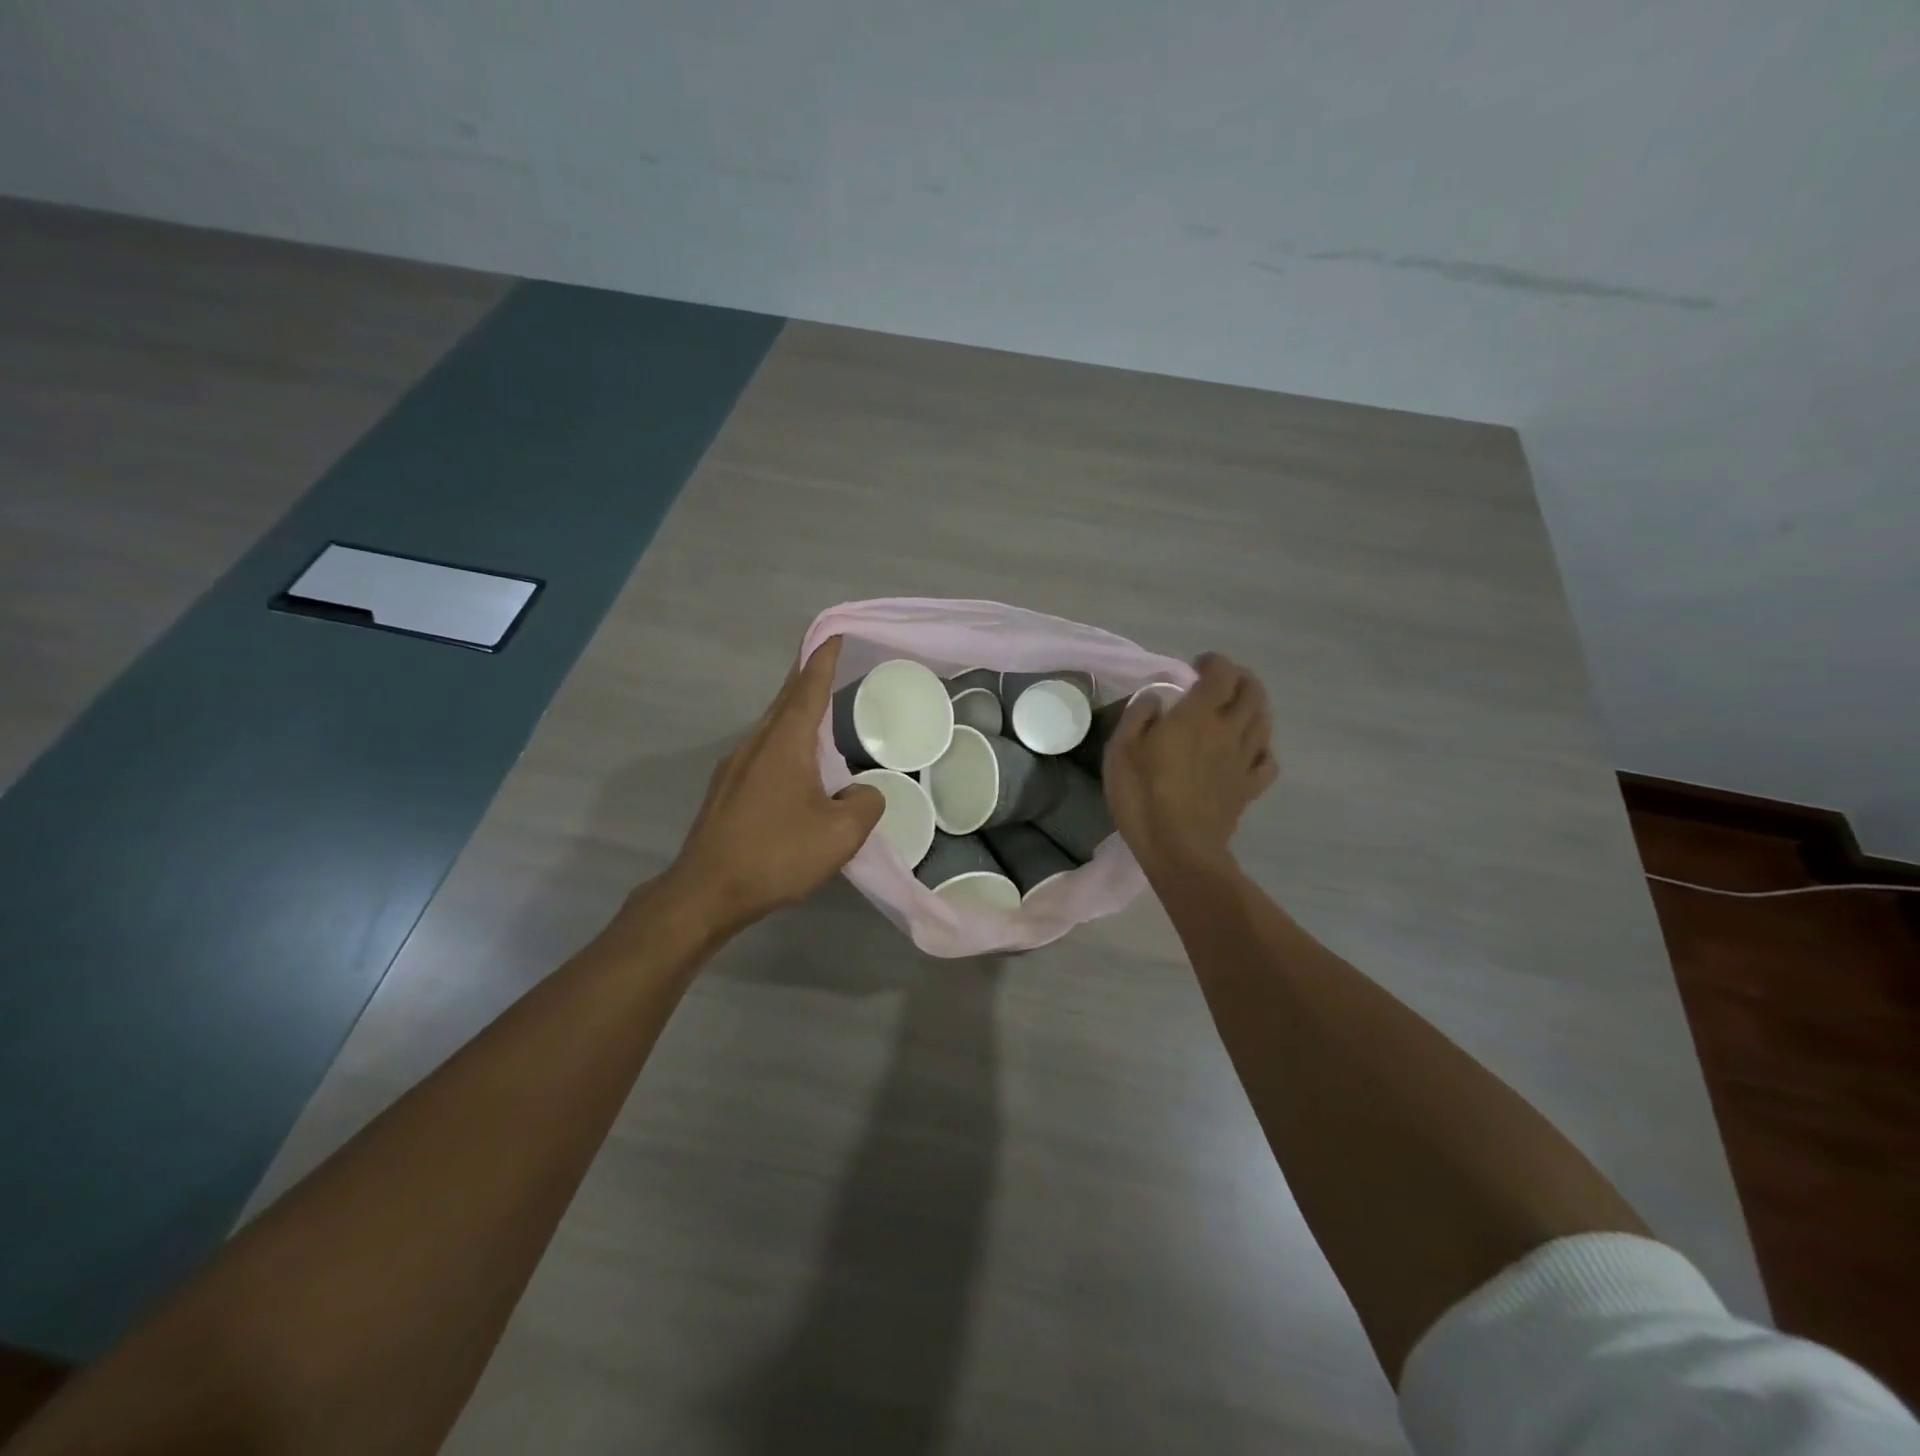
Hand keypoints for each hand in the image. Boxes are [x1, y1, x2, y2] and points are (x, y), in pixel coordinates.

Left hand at [664, 636, 884, 929]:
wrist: (706, 892)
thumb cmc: (776, 855)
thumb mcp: (841, 834)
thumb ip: (866, 804)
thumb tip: (863, 792)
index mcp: (784, 743)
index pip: (808, 688)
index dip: (824, 659)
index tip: (836, 635)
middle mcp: (755, 744)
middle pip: (785, 700)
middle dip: (808, 678)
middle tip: (833, 664)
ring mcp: (734, 766)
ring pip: (772, 727)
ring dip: (796, 712)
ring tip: (821, 712)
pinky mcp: (725, 790)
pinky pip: (763, 751)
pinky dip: (785, 742)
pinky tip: (797, 764)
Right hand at [1104, 652, 1276, 875]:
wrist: (1178, 849)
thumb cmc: (1143, 795)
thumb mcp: (1122, 749)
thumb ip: (1139, 715)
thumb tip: (1156, 698)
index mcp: (1198, 716)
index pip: (1221, 675)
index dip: (1213, 662)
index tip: (1197, 665)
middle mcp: (1229, 731)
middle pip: (1252, 692)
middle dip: (1239, 678)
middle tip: (1219, 681)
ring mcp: (1243, 761)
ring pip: (1263, 721)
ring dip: (1254, 706)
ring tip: (1237, 707)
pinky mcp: (1248, 788)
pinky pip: (1267, 760)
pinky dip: (1262, 746)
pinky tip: (1249, 749)